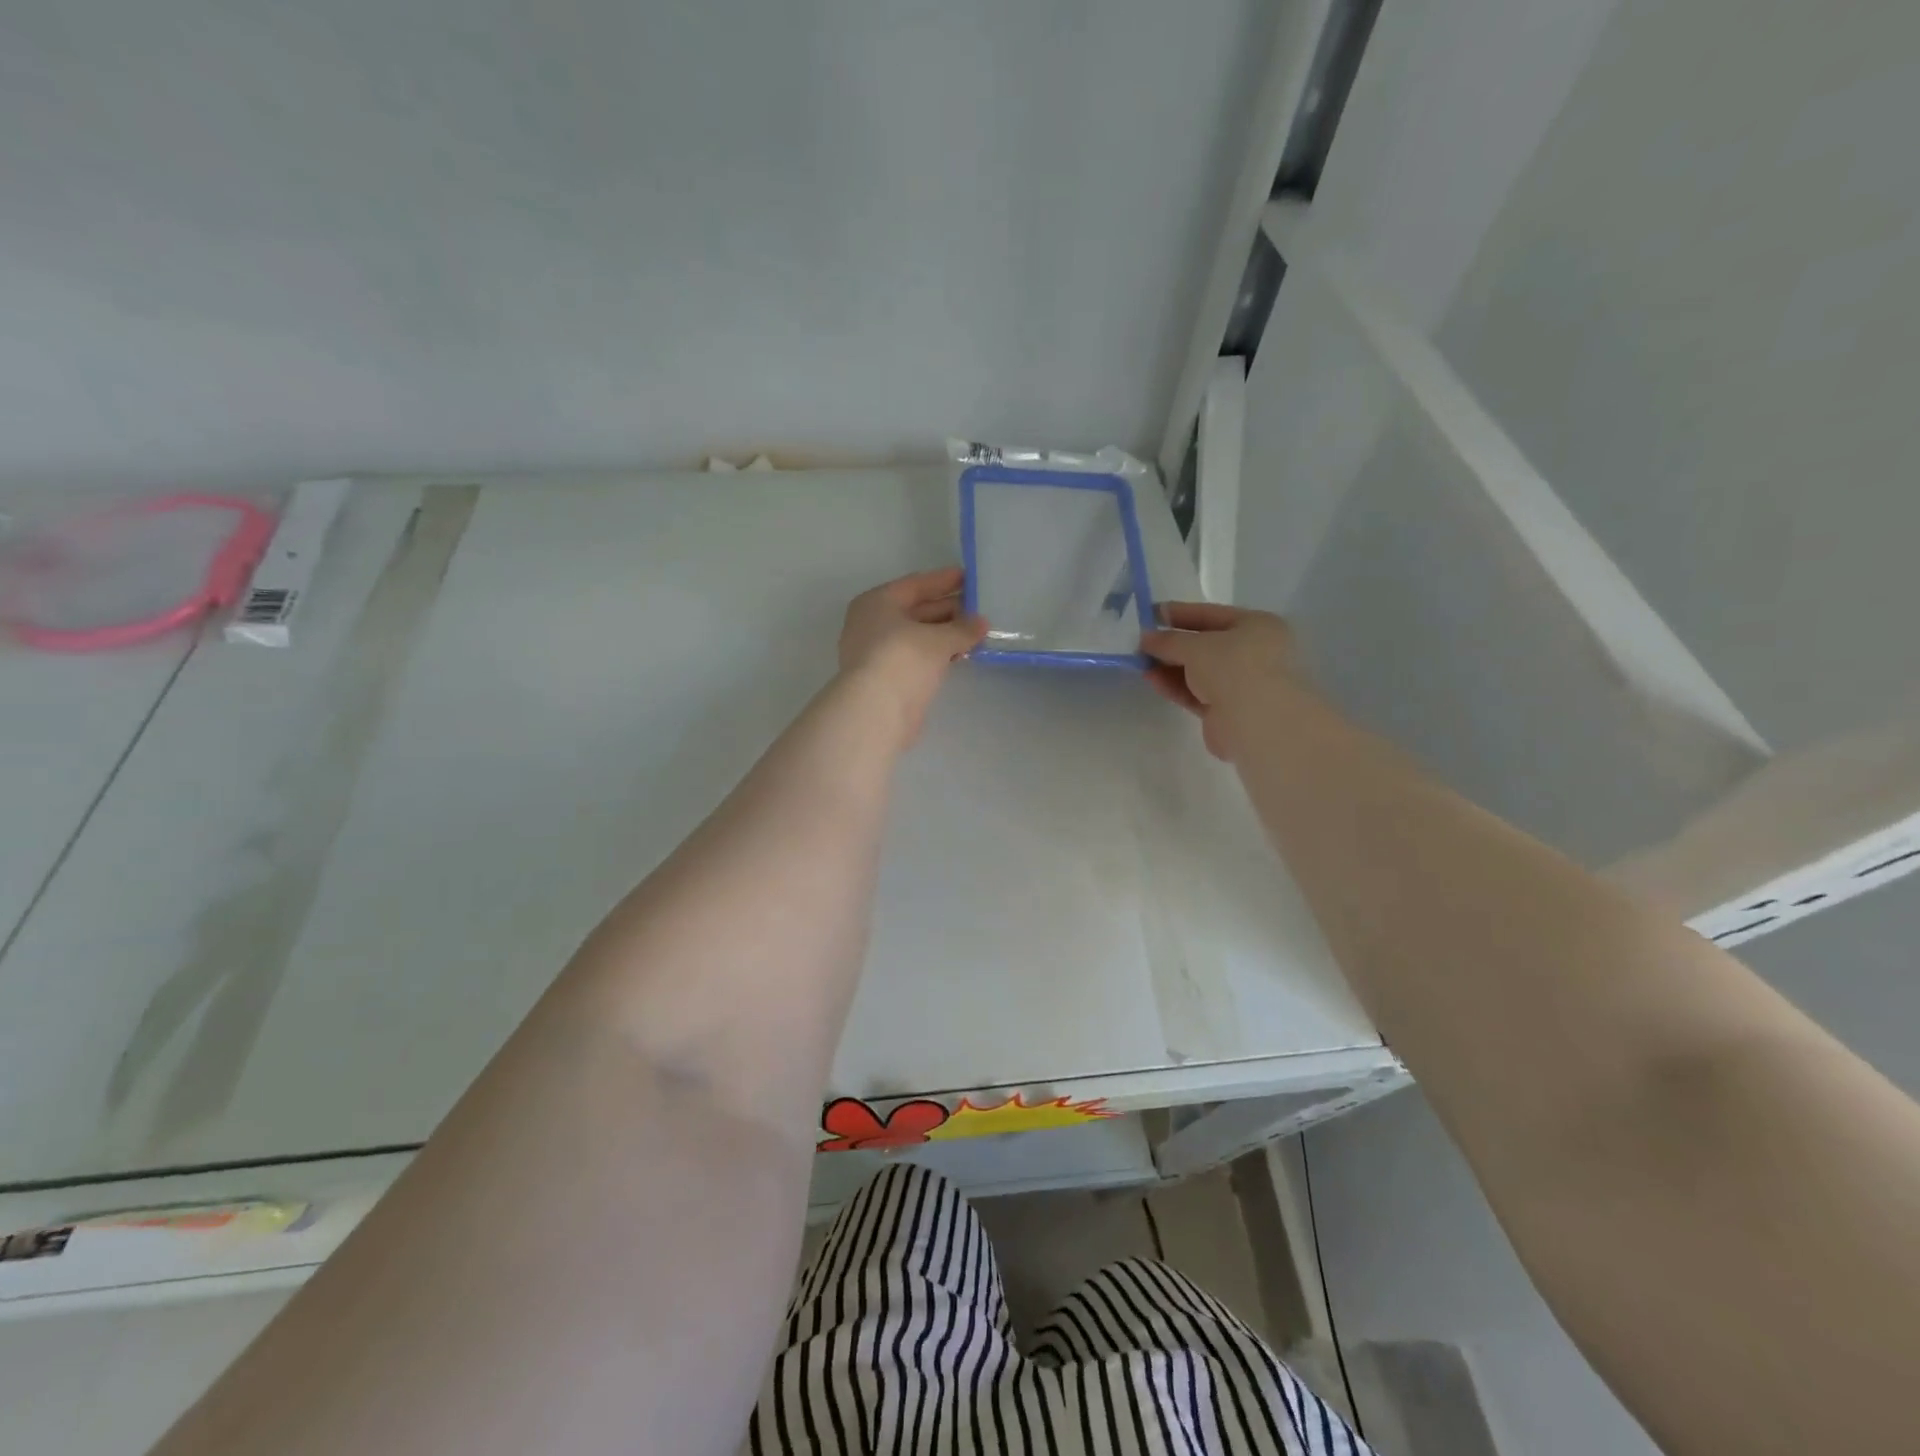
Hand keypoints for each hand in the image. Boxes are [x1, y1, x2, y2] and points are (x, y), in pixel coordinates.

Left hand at [838, 567, 987, 745]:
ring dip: (945, 633)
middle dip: (948, 609)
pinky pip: (917, 657)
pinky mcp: (887, 679)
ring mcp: (877, 653)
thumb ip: (962, 628)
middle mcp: (872, 623)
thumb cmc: (903, 659)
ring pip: (917, 635)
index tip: (968, 577)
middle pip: (915, 610)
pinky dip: (937, 653)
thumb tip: (981, 623)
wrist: (877, 711)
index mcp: (877, 603)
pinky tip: (961, 654)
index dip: (943, 580)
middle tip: (979, 607)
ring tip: (977, 631)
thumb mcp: (938, 639)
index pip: (915, 585)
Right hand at [1141, 602, 1300, 760]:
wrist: (1255, 722)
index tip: (1150, 614)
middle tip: (1141, 643)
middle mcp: (1254, 652)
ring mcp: (1242, 683)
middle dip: (1172, 644)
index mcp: (1258, 626)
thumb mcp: (1195, 646)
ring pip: (1199, 671)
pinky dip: (1176, 686)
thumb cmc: (1233, 667)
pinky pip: (1197, 693)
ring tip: (1140, 663)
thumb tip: (1145, 639)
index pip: (1211, 614)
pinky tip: (1152, 680)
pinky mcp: (1227, 711)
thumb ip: (1168, 640)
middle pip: (1204, 644)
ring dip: (1170, 666)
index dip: (1179, 613)